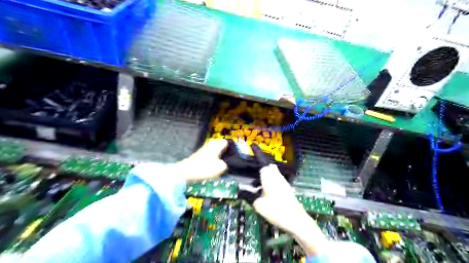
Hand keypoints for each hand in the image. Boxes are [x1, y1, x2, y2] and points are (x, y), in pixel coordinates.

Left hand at [174, 140, 228, 182]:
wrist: (185, 173)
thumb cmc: (205, 168)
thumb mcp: (221, 168)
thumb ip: (226, 165)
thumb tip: (225, 164)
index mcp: (216, 144)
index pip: (227, 142)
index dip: (232, 149)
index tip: (235, 157)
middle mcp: (210, 144)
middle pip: (221, 147)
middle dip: (225, 154)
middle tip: (229, 162)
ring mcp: (203, 149)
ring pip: (215, 152)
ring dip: (218, 158)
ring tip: (221, 167)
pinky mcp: (198, 156)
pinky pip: (209, 156)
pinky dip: (212, 161)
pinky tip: (212, 168)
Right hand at [255, 165, 326, 254]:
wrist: (296, 220)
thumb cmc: (276, 212)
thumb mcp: (260, 207)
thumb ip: (255, 200)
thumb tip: (256, 198)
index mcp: (269, 181)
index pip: (264, 169)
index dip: (259, 173)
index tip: (255, 179)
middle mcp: (278, 179)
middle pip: (272, 169)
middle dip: (266, 173)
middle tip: (260, 181)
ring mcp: (285, 184)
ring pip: (277, 175)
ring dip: (272, 179)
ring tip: (266, 188)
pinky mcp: (290, 190)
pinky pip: (281, 182)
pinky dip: (277, 185)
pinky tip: (273, 194)